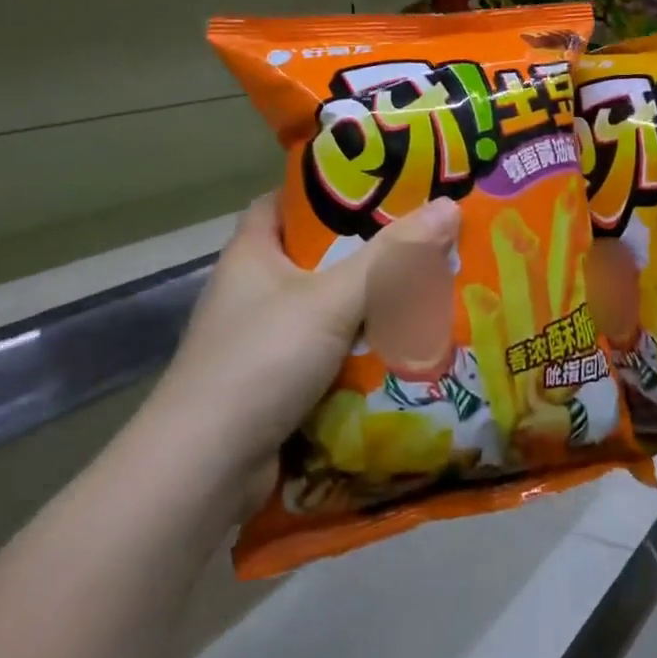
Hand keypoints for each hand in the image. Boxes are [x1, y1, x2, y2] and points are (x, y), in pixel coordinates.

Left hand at [147, 194, 461, 483]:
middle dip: (368, 252)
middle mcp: (254, 291)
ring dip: (371, 306)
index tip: (379, 187)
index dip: (328, 190)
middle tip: (424, 239)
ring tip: (430, 288)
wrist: (206, 470)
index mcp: (253, 253)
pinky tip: (406, 347)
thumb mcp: (331, 299)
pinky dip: (362, 351)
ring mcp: (264, 341)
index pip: (286, 202)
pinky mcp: (277, 385)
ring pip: (329, 309)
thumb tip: (450, 207)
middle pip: (317, 257)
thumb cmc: (262, 360)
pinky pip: (330, 354)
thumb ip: (392, 257)